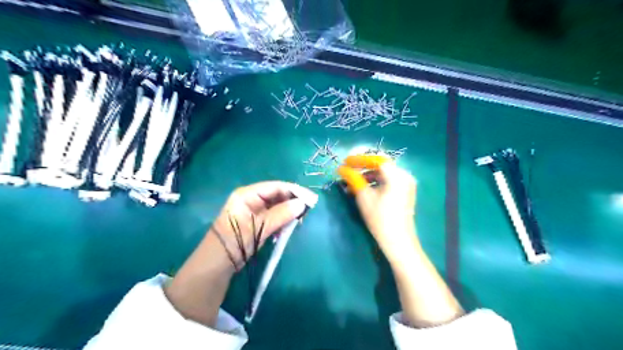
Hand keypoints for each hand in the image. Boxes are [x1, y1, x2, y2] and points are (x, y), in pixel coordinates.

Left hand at [209, 181, 318, 269]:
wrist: (216, 266)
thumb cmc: (235, 243)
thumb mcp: (259, 227)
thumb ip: (281, 214)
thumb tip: (302, 204)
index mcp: (247, 194)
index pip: (275, 187)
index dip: (294, 191)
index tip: (311, 199)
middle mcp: (251, 199)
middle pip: (277, 195)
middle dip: (292, 202)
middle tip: (307, 212)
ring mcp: (253, 211)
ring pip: (277, 207)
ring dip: (288, 213)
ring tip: (298, 222)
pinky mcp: (256, 222)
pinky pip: (273, 217)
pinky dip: (282, 222)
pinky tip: (287, 229)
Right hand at [339, 158, 420, 264]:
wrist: (398, 241)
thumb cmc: (380, 218)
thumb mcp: (364, 196)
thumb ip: (353, 179)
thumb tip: (342, 169)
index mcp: (397, 175)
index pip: (376, 159)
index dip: (359, 159)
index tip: (345, 162)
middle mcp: (404, 175)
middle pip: (380, 165)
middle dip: (362, 167)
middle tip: (347, 170)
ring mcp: (406, 184)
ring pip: (383, 173)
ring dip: (367, 176)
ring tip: (352, 183)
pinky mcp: (405, 192)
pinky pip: (388, 181)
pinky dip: (375, 182)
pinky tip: (363, 189)